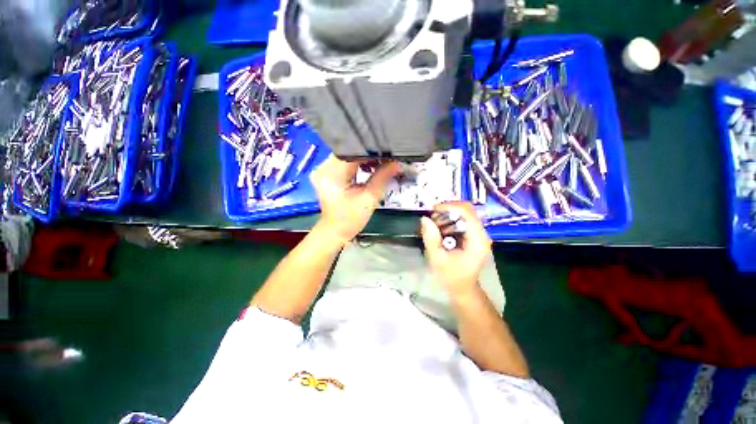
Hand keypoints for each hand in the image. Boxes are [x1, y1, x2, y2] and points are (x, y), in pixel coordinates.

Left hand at [310, 155, 399, 242]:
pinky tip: (368, 168)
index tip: (389, 155)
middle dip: (370, 156)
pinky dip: (357, 164)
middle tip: (387, 160)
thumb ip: (383, 176)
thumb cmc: (351, 218)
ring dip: (365, 160)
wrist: (336, 230)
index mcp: (332, 172)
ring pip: (350, 156)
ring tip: (379, 165)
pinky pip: (345, 161)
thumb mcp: (370, 197)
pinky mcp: (327, 172)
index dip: (374, 152)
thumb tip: (397, 163)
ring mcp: (324, 168)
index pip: (356, 152)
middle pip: (352, 152)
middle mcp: (324, 166)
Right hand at [420, 202, 491, 294]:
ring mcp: (479, 234)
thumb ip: (431, 238)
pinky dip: (450, 220)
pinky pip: (462, 220)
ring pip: (464, 213)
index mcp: (477, 240)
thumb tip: (425, 218)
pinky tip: (441, 228)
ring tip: (435, 223)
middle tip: (432, 217)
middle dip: (448, 210)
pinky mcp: (474, 235)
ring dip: (448, 214)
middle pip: (467, 210)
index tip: (432, 210)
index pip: (467, 212)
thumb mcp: (437, 259)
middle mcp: (482, 233)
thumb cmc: (451, 277)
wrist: (462, 289)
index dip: (449, 207)